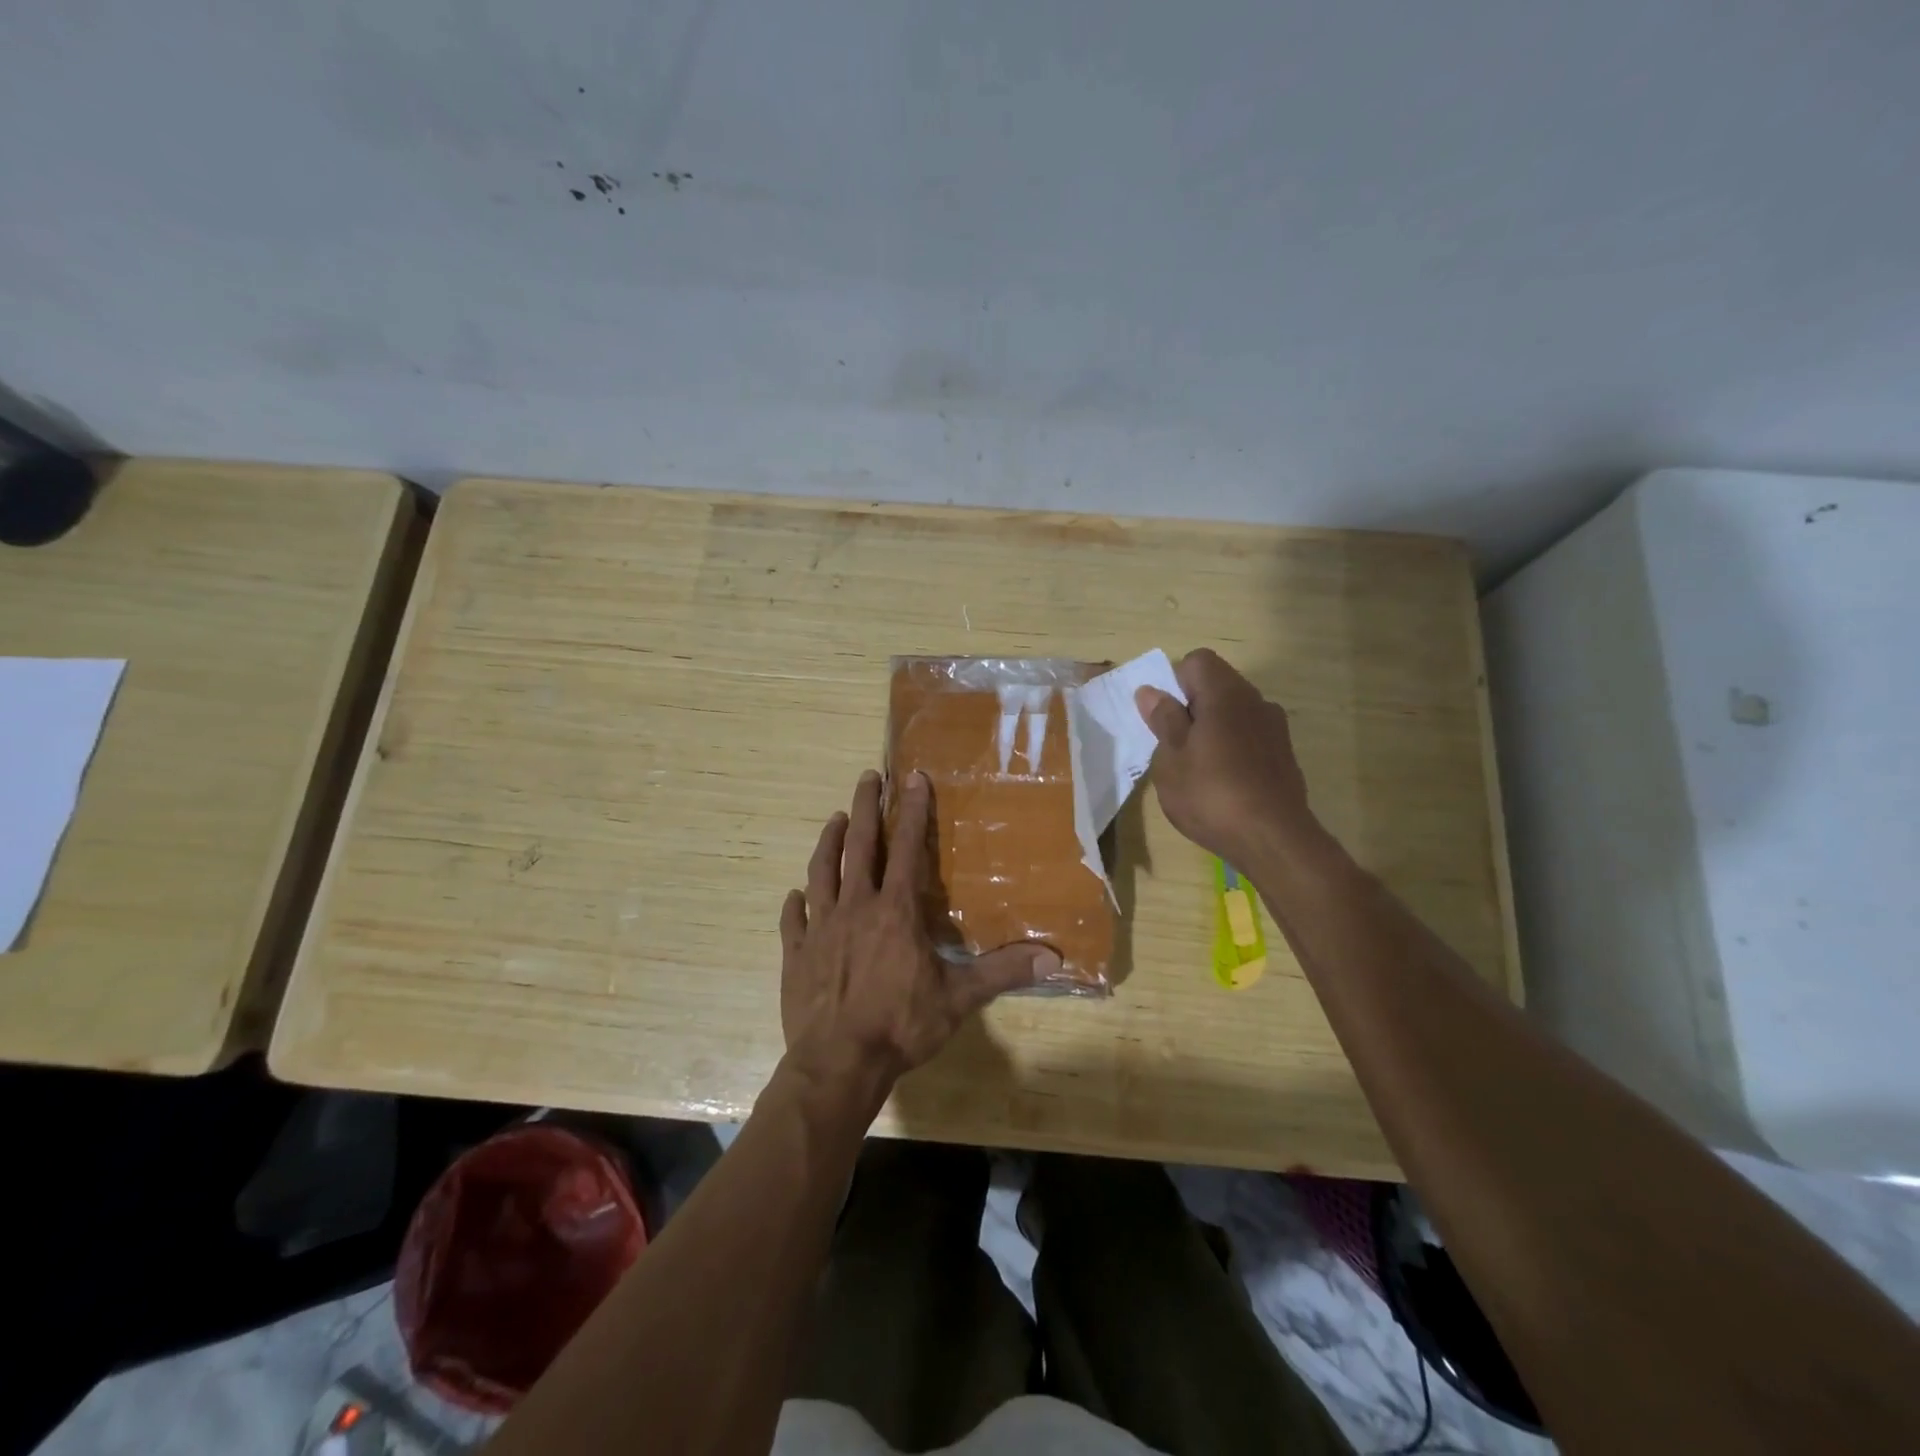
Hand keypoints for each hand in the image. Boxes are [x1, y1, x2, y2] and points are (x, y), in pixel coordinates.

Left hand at [779, 770, 1058, 1102]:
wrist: (838, 1063)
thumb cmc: (901, 1025)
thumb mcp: (959, 999)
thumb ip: (1001, 971)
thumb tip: (1052, 957)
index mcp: (894, 911)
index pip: (906, 848)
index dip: (911, 811)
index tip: (911, 777)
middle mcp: (855, 907)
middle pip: (858, 846)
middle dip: (863, 808)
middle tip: (867, 777)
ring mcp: (820, 928)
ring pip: (821, 872)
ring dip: (827, 842)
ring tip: (833, 819)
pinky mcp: (795, 953)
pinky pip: (793, 919)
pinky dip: (795, 903)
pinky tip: (796, 895)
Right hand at [1135, 648, 1321, 868]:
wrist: (1274, 840)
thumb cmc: (1211, 795)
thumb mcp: (1171, 759)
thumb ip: (1163, 720)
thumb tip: (1150, 691)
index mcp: (1225, 694)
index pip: (1197, 661)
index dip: (1175, 682)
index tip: (1164, 717)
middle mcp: (1255, 701)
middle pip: (1217, 685)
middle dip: (1191, 707)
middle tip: (1173, 746)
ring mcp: (1275, 728)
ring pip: (1234, 713)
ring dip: (1211, 729)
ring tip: (1196, 769)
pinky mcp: (1284, 755)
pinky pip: (1249, 737)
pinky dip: (1232, 748)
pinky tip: (1222, 784)